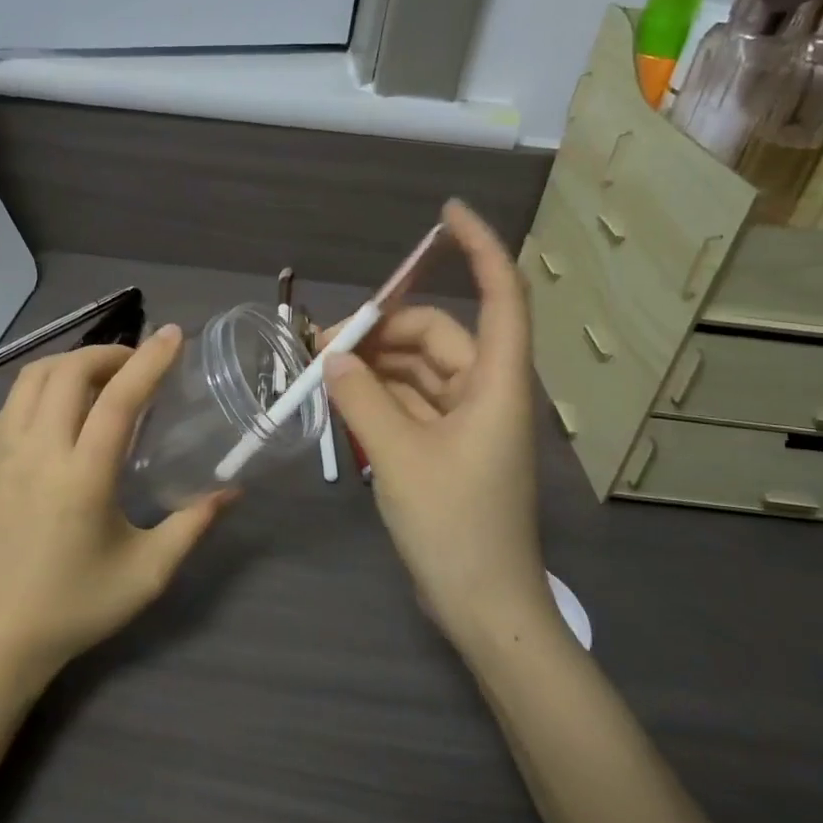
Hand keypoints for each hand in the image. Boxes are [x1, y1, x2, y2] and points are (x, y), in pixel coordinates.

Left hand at [0, 326, 233, 686]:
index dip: (150, 360)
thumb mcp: (148, 571)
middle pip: (70, 372)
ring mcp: (2, 453)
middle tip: (138, 365)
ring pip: (34, 377)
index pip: (119, 398)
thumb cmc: (79, 606)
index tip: (174, 335)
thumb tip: (231, 490)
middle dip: (109, 353)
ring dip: (72, 363)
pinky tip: (64, 406)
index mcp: (82, 478)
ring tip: (102, 378)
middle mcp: (38, 453)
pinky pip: (13, 401)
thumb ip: (192, 524)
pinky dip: (44, 384)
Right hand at [323, 200, 551, 649]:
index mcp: (497, 383)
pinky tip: (341, 401)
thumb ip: (362, 399)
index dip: (479, 248)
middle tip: (323, 346)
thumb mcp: (398, 458)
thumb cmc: (456, 528)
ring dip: (374, 366)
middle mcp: (487, 391)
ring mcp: (468, 420)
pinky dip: (378, 396)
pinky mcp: (450, 445)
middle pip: (436, 335)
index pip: (501, 294)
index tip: (445, 215)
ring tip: (321, 376)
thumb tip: (331, 358)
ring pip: (418, 369)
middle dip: (381, 332)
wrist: (484, 607)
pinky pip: (411, 401)